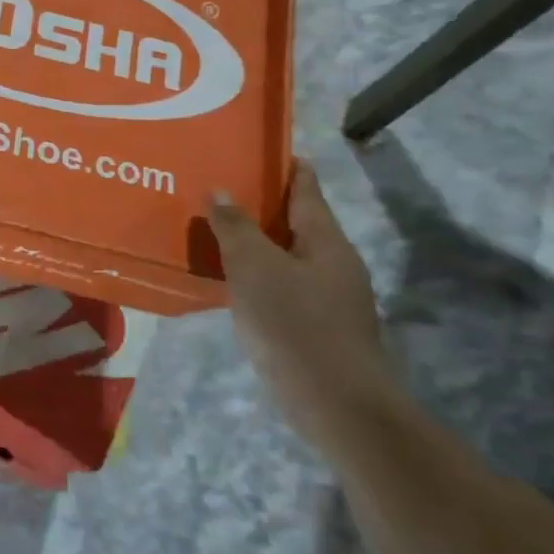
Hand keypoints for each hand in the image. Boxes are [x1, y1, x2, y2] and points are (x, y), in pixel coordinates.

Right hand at [208, 161, 393, 450]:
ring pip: (286, 256)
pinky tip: (230, 280)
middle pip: (296, 222)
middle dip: (261, 205)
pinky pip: (282, 285)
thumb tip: (220, 191)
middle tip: (218, 188)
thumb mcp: (254, 268)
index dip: (285, 167)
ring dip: (256, 242)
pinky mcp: (317, 327)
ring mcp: (330, 298)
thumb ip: (235, 227)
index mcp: (326, 241)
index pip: (306, 189)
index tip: (259, 148)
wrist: (337, 405)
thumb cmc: (295, 325)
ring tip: (216, 230)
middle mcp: (333, 263)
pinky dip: (257, 274)